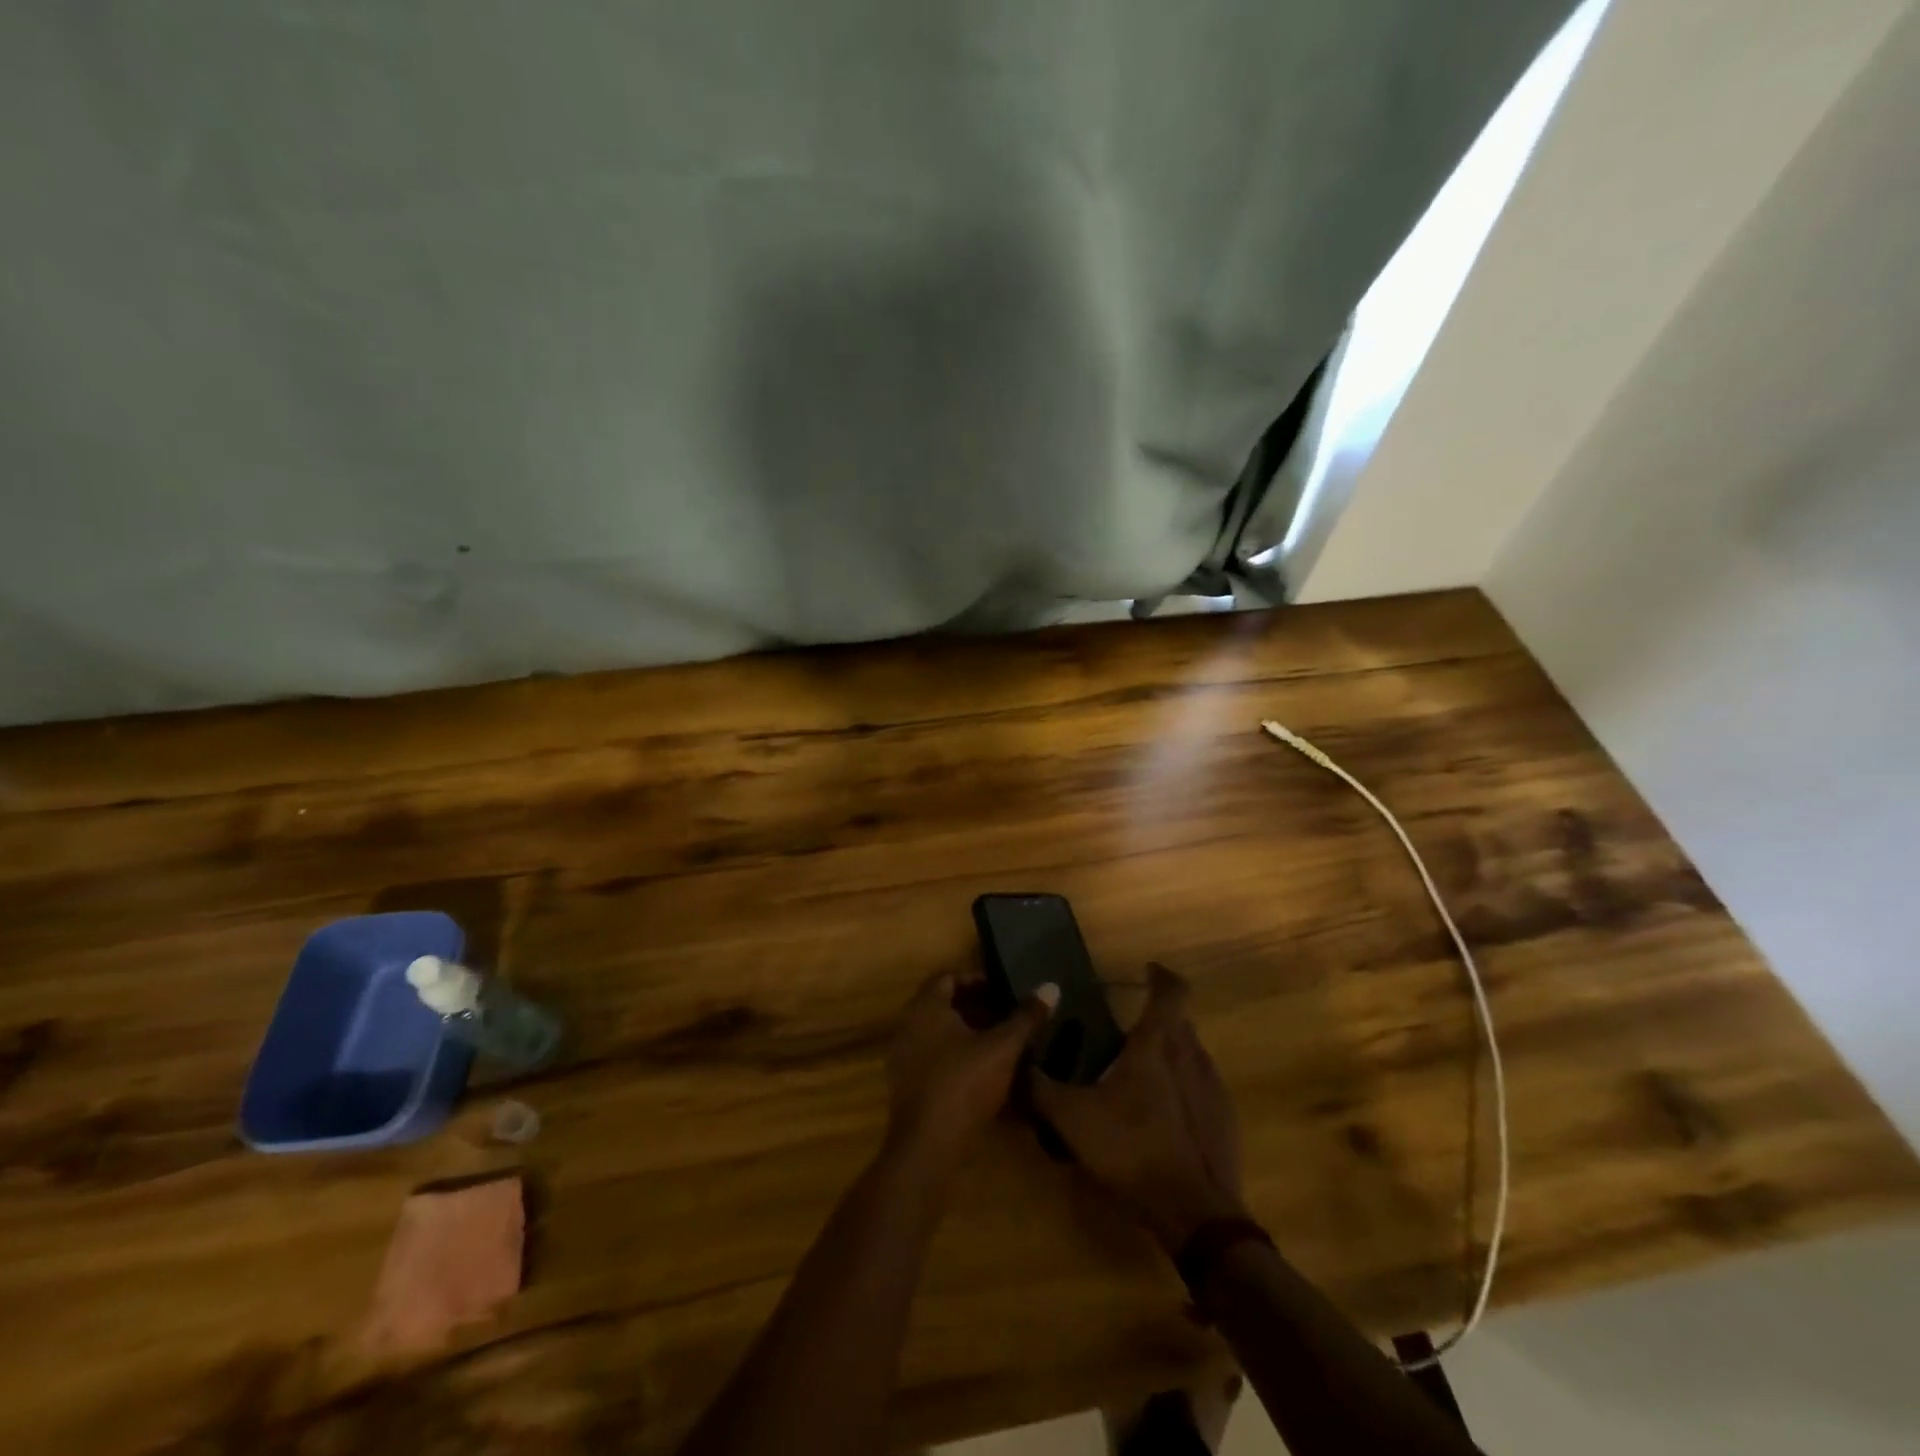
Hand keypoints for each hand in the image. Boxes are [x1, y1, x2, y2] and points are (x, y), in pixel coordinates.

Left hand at [885, 970, 1057, 1171]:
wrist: (928, 1146)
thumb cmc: (964, 1083)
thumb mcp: (1003, 1048)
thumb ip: (1026, 1017)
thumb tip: (1051, 987)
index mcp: (926, 1007)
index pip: (948, 977)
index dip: (977, 980)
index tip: (1003, 991)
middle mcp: (908, 1025)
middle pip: (943, 1005)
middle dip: (976, 1007)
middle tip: (1007, 1015)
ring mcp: (904, 1056)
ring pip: (939, 1034)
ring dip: (967, 1034)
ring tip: (1001, 1043)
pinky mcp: (907, 1085)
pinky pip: (933, 1058)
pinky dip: (957, 1057)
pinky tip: (984, 1072)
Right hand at [1031, 963, 1245, 1252]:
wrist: (1196, 1214)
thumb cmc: (1132, 1149)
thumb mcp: (1072, 1119)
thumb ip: (1040, 1088)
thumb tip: (1014, 1063)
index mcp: (1157, 1045)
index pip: (1171, 991)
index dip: (1161, 975)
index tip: (1147, 971)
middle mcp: (1190, 1056)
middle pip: (1180, 1022)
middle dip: (1158, 1018)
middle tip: (1128, 1029)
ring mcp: (1213, 1089)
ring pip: (1192, 1055)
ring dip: (1171, 1053)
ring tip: (1141, 1072)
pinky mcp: (1225, 1121)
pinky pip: (1202, 1088)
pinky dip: (1183, 1088)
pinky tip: (1161, 1114)